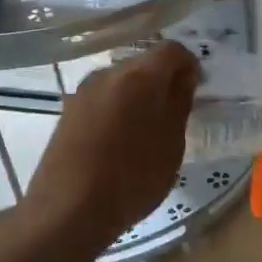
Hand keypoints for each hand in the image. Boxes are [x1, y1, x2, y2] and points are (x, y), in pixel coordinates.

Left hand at [21, 42, 200, 253]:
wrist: (67, 211)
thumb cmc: (131, 178)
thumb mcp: (171, 144)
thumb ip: (180, 103)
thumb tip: (183, 77)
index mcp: (138, 76)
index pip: (172, 50)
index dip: (189, 66)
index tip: (195, 92)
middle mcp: (107, 74)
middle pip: (143, 64)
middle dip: (162, 82)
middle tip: (174, 116)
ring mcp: (82, 92)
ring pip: (121, 83)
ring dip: (138, 98)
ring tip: (146, 134)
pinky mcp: (67, 113)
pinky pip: (102, 100)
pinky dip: (117, 111)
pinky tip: (119, 143)